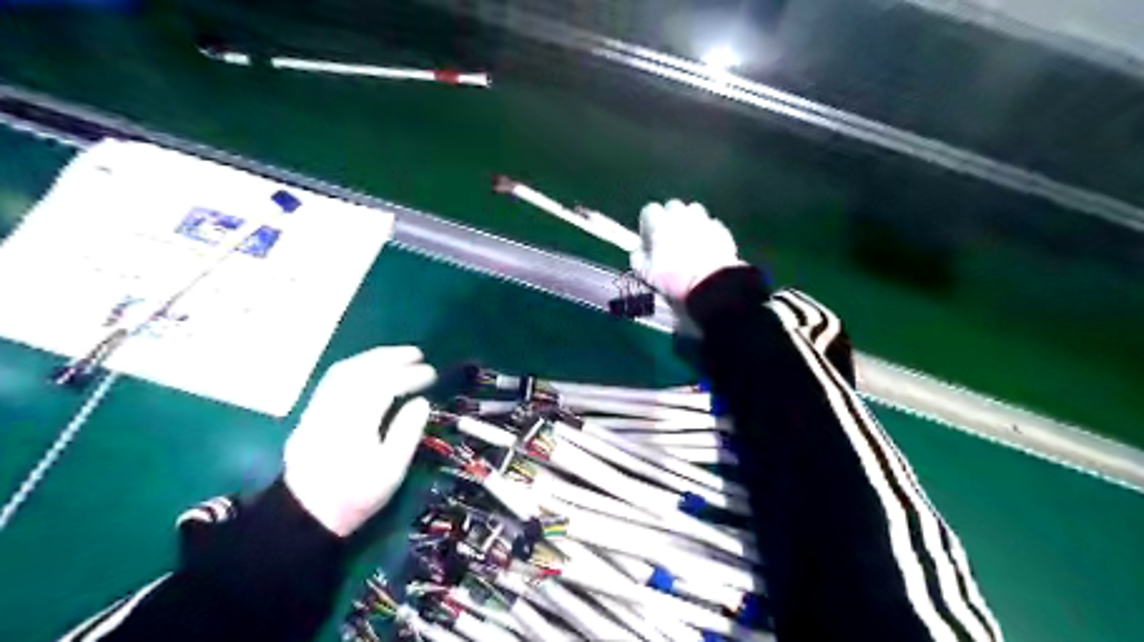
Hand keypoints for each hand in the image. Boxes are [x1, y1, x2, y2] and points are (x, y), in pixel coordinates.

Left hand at [283, 347, 435, 536]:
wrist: (305, 516)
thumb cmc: (355, 496)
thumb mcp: (390, 472)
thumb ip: (407, 434)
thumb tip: (421, 402)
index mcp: (355, 425)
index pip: (384, 386)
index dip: (410, 376)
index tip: (431, 374)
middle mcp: (333, 410)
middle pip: (361, 371)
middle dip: (391, 358)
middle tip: (417, 354)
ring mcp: (317, 410)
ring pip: (343, 371)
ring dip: (372, 358)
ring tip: (397, 356)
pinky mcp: (309, 414)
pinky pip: (332, 380)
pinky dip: (356, 367)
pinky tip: (370, 370)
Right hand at [625, 199, 743, 299]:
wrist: (711, 285)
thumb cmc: (674, 279)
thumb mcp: (645, 273)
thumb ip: (637, 257)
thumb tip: (638, 250)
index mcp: (660, 223)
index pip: (649, 210)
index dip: (648, 225)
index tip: (650, 240)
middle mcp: (682, 215)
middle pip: (672, 207)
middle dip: (669, 219)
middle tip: (669, 240)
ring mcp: (703, 220)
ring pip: (693, 212)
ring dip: (688, 222)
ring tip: (689, 241)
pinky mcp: (720, 229)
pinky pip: (709, 225)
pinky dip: (706, 232)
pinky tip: (706, 249)